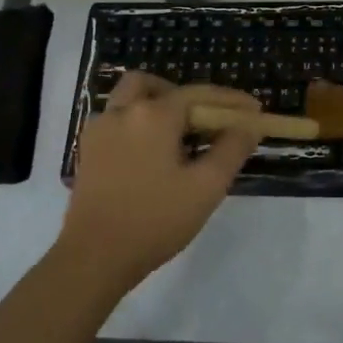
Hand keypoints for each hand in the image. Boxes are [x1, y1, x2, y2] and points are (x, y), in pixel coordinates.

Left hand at [55, 72, 261, 295]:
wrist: (95, 257)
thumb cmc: (156, 220)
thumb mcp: (206, 186)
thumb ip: (232, 149)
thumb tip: (249, 124)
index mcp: (153, 115)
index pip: (199, 94)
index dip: (230, 100)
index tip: (255, 111)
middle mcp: (122, 112)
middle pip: (155, 86)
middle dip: (184, 96)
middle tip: (206, 121)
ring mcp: (99, 131)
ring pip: (130, 99)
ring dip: (157, 106)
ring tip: (179, 138)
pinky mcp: (88, 152)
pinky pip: (117, 121)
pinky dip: (138, 124)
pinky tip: (153, 155)